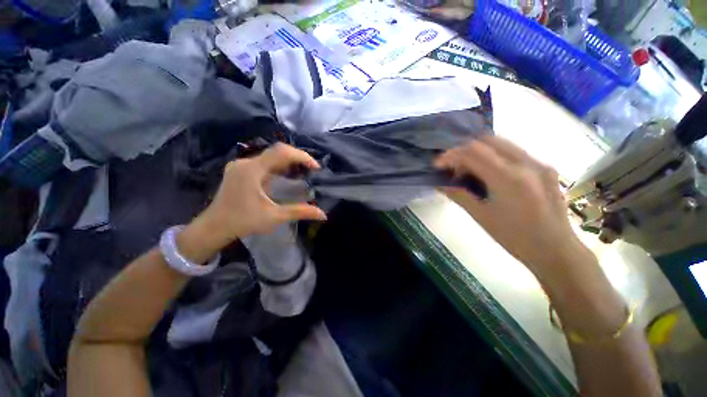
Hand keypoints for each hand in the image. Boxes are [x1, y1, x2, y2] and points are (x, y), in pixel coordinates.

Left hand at [193, 143, 326, 246]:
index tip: (315, 168)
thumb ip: (300, 212)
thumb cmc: (243, 222)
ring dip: (288, 163)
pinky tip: (285, 177)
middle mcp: (246, 162)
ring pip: (270, 157)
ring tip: (302, 173)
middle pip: (276, 152)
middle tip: (311, 171)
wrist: (213, 227)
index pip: (281, 152)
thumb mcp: (274, 217)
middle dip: (297, 159)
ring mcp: (240, 165)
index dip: (302, 156)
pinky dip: (278, 167)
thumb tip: (323, 214)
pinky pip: (263, 163)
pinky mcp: (239, 170)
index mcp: (252, 170)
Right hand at [435, 136, 591, 277]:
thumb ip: (459, 195)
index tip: (437, 164)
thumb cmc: (515, 238)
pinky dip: (494, 156)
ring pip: (502, 143)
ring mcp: (539, 163)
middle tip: (453, 166)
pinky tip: (489, 173)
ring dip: (479, 151)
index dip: (450, 155)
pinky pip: (514, 152)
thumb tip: (440, 184)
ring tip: (469, 169)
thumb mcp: (481, 217)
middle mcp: (526, 163)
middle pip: (487, 140)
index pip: (472, 153)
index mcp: (508, 178)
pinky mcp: (545, 167)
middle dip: (464, 150)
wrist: (556, 250)